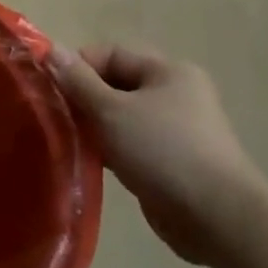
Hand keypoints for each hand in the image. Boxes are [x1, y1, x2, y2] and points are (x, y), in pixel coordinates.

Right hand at [49, 42, 267, 266]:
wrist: (217, 218)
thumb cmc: (162, 151)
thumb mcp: (111, 111)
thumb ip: (78, 80)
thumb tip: (50, 48)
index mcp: (168, 71)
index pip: (110, 53)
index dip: (78, 67)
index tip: (52, 90)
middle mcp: (175, 94)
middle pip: (115, 84)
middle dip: (84, 99)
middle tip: (58, 119)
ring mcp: (176, 129)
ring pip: (121, 116)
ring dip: (95, 127)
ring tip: (72, 142)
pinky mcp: (172, 161)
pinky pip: (131, 143)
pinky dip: (111, 149)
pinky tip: (93, 162)